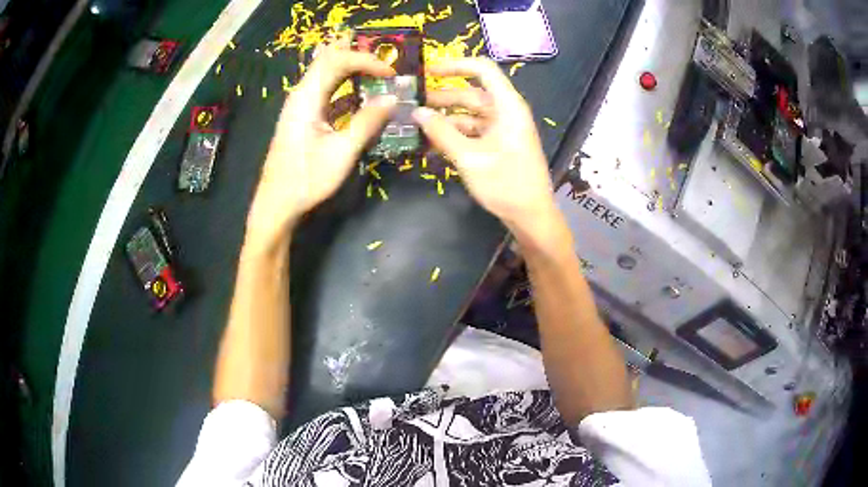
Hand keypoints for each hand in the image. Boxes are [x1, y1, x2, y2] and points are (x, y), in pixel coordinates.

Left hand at [246, 40, 396, 244]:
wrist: (277, 203)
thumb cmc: (307, 179)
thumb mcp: (342, 152)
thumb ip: (368, 122)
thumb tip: (392, 98)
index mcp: (306, 98)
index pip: (337, 61)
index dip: (365, 60)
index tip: (390, 72)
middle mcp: (301, 95)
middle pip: (328, 60)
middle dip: (356, 54)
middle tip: (383, 57)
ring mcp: (300, 106)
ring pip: (326, 74)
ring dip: (351, 69)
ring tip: (377, 70)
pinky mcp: (303, 117)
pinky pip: (326, 92)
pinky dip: (345, 88)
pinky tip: (362, 96)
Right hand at [413, 58, 555, 230]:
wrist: (531, 216)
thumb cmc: (506, 184)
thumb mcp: (470, 158)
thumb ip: (442, 132)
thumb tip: (416, 113)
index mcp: (507, 106)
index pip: (483, 69)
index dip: (455, 65)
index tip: (428, 71)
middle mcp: (506, 112)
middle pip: (471, 93)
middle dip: (441, 96)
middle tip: (411, 102)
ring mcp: (502, 128)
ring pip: (469, 114)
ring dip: (445, 118)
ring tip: (415, 124)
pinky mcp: (498, 144)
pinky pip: (473, 131)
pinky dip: (454, 134)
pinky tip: (431, 142)